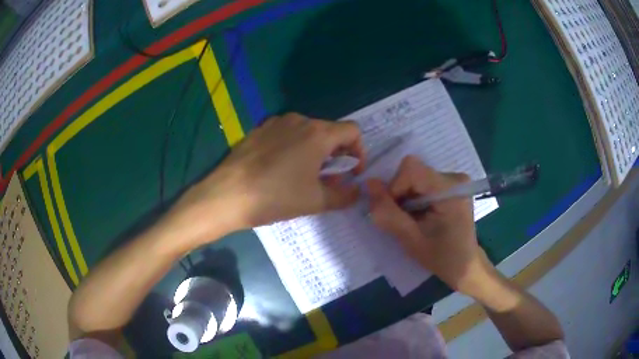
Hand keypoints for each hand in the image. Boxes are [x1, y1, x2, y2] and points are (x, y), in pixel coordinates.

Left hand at [169, 113, 364, 239]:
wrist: (227, 195)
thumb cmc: (276, 197)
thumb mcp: (315, 201)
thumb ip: (344, 195)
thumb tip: (356, 191)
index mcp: (318, 133)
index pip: (352, 131)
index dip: (359, 151)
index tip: (351, 173)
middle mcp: (300, 120)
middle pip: (329, 131)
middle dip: (336, 155)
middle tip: (328, 180)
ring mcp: (277, 122)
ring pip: (307, 132)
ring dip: (315, 151)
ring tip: (304, 176)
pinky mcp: (259, 129)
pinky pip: (286, 134)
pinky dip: (294, 147)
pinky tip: (281, 168)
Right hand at [366, 156, 493, 293]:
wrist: (465, 266)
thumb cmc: (441, 257)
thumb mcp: (410, 240)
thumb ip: (388, 213)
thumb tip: (369, 183)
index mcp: (451, 189)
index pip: (411, 169)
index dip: (395, 187)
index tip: (395, 212)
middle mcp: (455, 178)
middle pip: (413, 172)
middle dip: (400, 194)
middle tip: (404, 220)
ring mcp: (455, 181)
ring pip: (416, 177)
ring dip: (407, 197)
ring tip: (414, 220)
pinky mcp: (453, 186)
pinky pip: (423, 182)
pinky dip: (415, 198)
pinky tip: (421, 215)